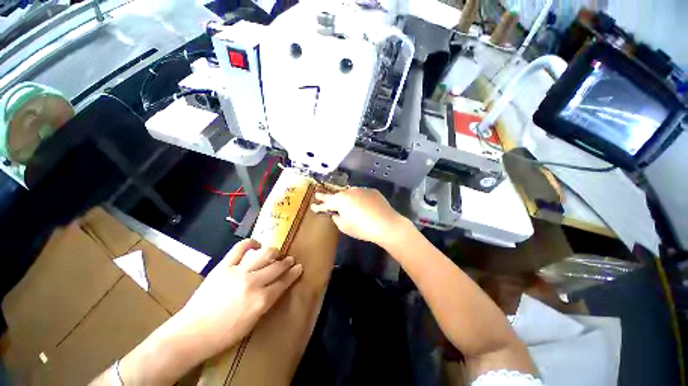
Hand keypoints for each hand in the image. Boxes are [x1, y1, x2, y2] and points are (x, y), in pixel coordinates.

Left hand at [113, 240, 301, 384]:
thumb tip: (276, 286)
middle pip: (277, 266)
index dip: (294, 273)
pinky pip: (240, 248)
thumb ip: (267, 301)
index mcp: (261, 300)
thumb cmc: (224, 334)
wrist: (191, 333)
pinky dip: (250, 243)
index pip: (284, 282)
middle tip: (290, 259)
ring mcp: (238, 272)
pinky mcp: (223, 266)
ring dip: (274, 252)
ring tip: (275, 252)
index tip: (299, 267)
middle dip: (287, 262)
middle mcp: (253, 282)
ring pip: (264, 254)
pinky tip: (255, 244)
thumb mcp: (253, 322)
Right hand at [310, 187, 406, 246]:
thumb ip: (337, 218)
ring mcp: (361, 189)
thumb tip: (336, 214)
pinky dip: (359, 198)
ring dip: (345, 197)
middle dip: (330, 197)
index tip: (314, 202)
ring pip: (350, 193)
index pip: (326, 201)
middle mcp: (349, 191)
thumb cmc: (362, 228)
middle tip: (321, 195)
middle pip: (337, 194)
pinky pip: (361, 194)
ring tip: (345, 203)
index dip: (319, 203)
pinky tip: (362, 205)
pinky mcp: (372, 191)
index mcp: (340, 200)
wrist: (386, 224)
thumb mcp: (345, 227)